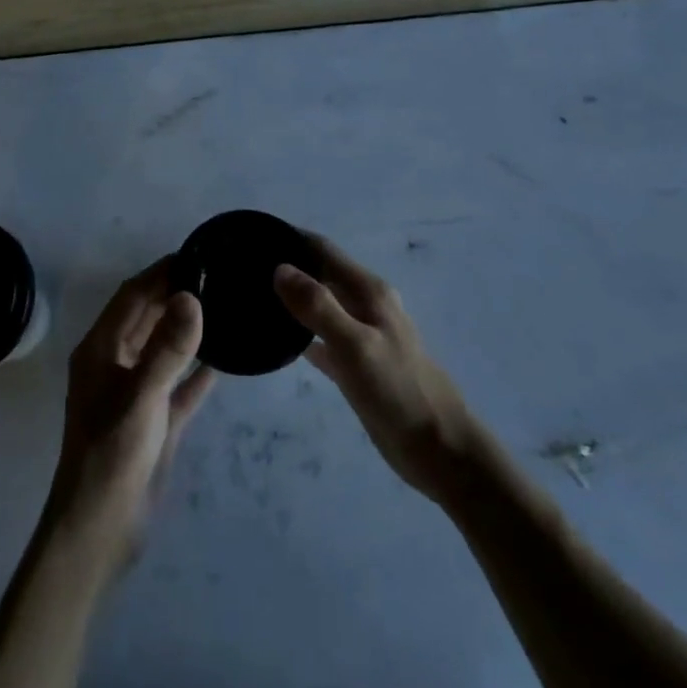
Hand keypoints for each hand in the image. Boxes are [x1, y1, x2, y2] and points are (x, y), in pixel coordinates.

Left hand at [44, 258, 216, 562]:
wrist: (98, 533)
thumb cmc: (111, 455)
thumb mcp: (141, 397)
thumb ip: (168, 348)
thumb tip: (192, 297)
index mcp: (100, 350)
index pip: (132, 296)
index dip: (159, 273)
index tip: (194, 254)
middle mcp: (115, 364)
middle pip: (147, 317)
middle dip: (174, 294)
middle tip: (216, 275)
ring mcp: (135, 393)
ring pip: (163, 348)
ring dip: (187, 328)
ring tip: (223, 305)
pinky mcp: (154, 421)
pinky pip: (179, 384)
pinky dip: (197, 370)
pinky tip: (224, 358)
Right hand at [274, 236, 478, 498]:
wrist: (441, 451)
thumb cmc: (399, 392)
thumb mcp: (355, 346)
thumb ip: (319, 307)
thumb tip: (280, 269)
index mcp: (369, 291)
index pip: (323, 250)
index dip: (291, 239)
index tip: (253, 236)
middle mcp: (366, 305)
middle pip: (322, 274)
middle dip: (288, 267)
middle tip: (245, 270)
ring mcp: (364, 335)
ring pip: (322, 305)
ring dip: (293, 299)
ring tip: (254, 299)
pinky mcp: (359, 365)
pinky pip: (324, 339)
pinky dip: (302, 333)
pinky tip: (276, 341)